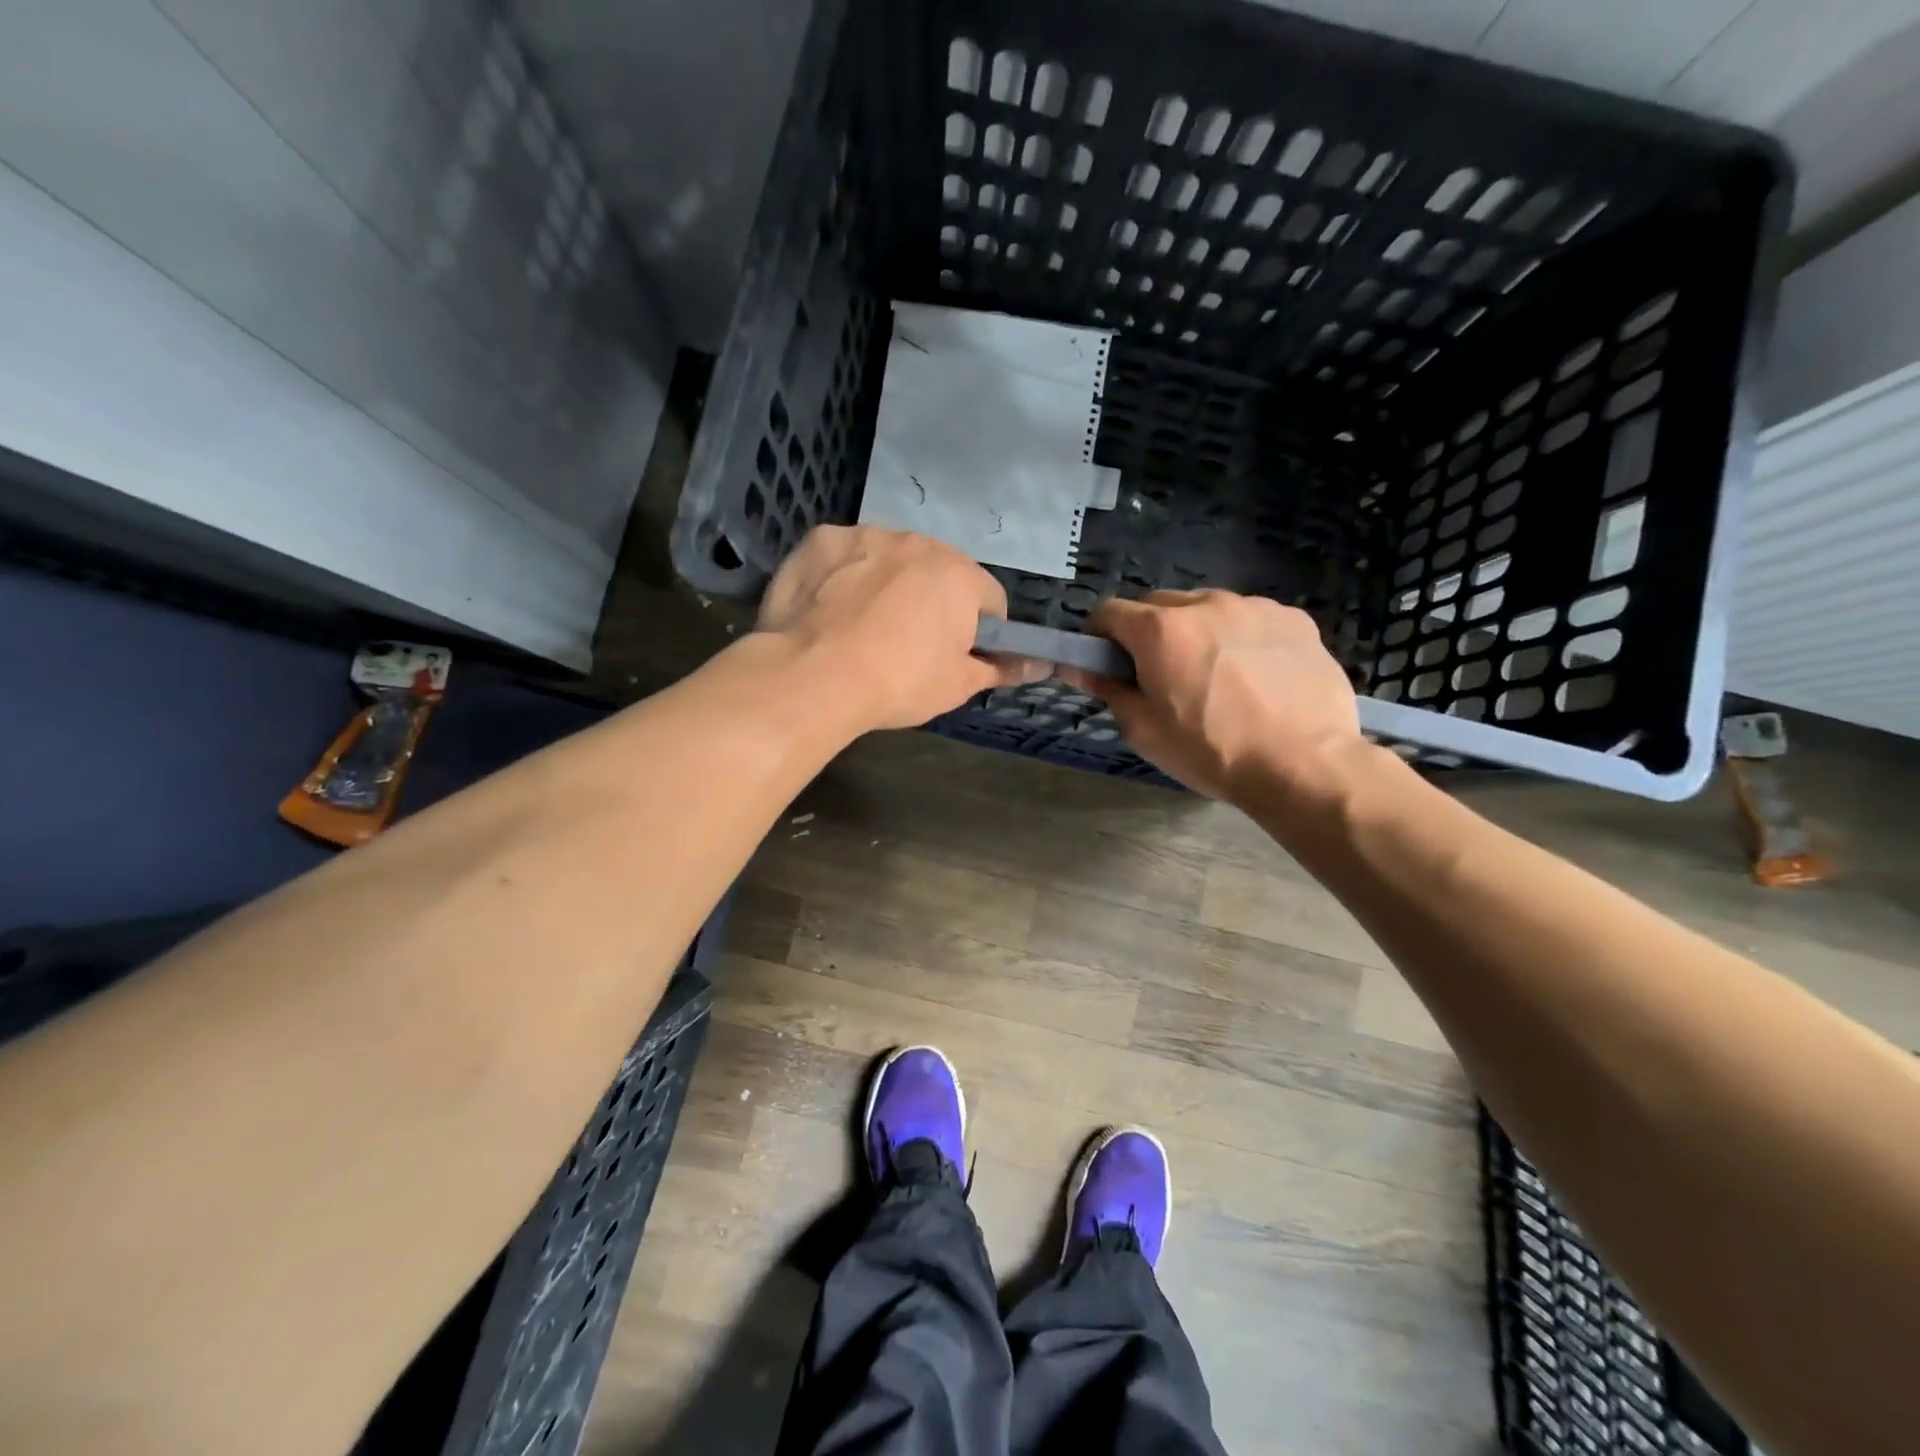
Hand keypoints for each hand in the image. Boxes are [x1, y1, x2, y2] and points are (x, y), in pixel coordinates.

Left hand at [757, 525, 1042, 730]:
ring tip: (862, 626)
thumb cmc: (898, 682)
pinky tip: (828, 609)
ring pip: (890, 558)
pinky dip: (843, 575)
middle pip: (938, 572)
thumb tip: (1040, 666)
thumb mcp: (957, 686)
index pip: (990, 599)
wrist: (813, 675)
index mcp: (959, 575)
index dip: (979, 631)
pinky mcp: (821, 539)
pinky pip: (845, 555)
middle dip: (932, 601)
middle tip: (907, 644)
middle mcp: (918, 542)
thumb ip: (1001, 669)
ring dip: (887, 582)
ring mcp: (866, 534)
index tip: (956, 655)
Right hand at [1062, 590, 1369, 804]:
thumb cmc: (1212, 752)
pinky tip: (1255, 675)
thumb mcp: (1145, 731)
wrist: (1304, 766)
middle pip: (1159, 604)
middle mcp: (1205, 604)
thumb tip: (1078, 668)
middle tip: (1160, 673)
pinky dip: (1240, 637)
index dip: (1099, 634)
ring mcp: (1254, 607)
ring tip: (1214, 675)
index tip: (1103, 659)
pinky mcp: (1294, 619)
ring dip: (1197, 631)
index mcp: (1161, 630)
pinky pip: (1250, 619)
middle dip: (1148, 631)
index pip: (1110, 611)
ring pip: (1207, 608)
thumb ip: (1109, 690)